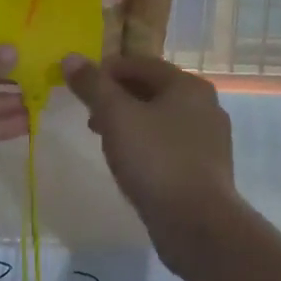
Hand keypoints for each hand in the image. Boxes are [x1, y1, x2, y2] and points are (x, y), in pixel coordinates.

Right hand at [62, 53, 238, 265]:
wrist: (197, 223)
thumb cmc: (156, 160)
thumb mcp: (117, 117)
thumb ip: (93, 86)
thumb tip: (70, 57)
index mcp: (188, 85)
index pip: (141, 63)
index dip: (107, 70)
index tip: (80, 85)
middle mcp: (205, 106)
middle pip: (153, 90)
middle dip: (118, 97)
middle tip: (89, 113)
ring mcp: (209, 139)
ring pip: (161, 119)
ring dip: (130, 122)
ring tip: (104, 139)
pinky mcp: (206, 168)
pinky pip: (170, 145)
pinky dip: (147, 145)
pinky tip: (130, 163)